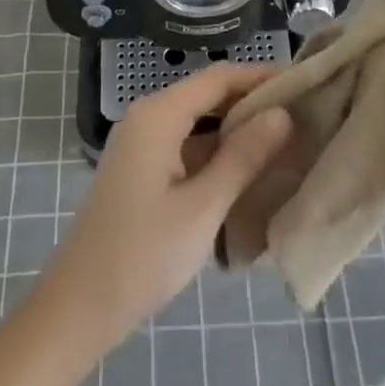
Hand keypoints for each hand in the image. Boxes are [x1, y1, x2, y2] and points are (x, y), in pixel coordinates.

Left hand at [39, 66, 291, 352]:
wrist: (79, 308)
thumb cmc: (142, 255)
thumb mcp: (202, 207)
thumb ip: (243, 157)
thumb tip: (283, 114)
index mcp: (158, 115)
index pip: (219, 78)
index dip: (261, 76)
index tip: (305, 82)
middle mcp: (148, 118)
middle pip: (208, 96)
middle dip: (253, 103)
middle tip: (304, 114)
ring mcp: (142, 145)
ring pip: (199, 122)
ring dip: (238, 129)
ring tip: (287, 139)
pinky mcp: (143, 170)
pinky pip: (187, 145)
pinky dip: (218, 151)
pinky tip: (250, 169)